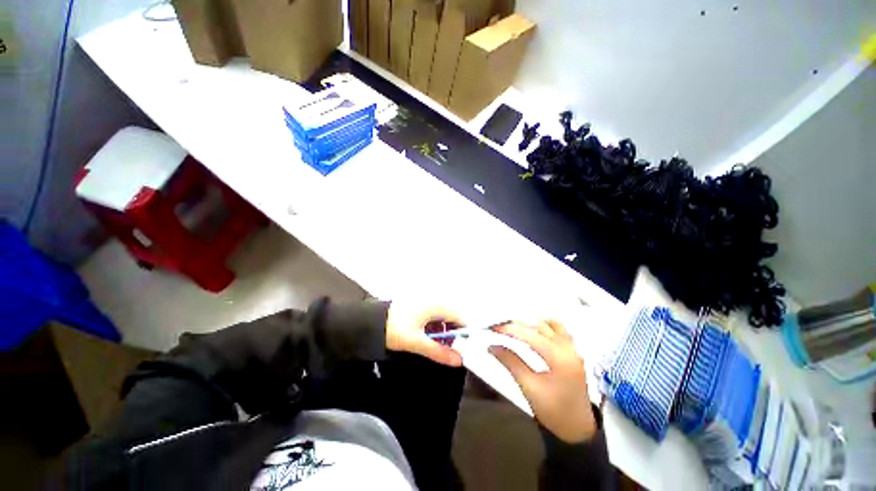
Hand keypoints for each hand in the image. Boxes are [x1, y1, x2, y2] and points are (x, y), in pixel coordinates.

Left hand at [386, 302, 463, 366]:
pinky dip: (433, 326)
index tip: (459, 350)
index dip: (462, 335)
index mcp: (437, 304)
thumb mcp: (417, 342)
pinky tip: (425, 336)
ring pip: (443, 317)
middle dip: (451, 335)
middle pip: (452, 317)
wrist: (371, 320)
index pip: (460, 318)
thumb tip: (458, 360)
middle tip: (444, 350)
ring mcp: (426, 300)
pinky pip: (433, 315)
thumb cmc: (394, 328)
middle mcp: (434, 299)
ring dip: (442, 331)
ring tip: (433, 345)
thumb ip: (439, 352)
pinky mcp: (420, 304)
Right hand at [489, 320, 596, 442]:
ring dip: (530, 323)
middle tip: (499, 326)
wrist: (578, 428)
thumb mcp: (529, 387)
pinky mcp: (573, 351)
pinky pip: (559, 329)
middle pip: (538, 325)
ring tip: (513, 327)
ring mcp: (573, 348)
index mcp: (559, 358)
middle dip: (517, 323)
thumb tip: (492, 346)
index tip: (493, 328)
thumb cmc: (553, 411)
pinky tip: (533, 330)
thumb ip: (510, 362)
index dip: (509, 328)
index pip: (530, 334)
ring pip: (549, 324)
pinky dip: (544, 325)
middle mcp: (568, 347)